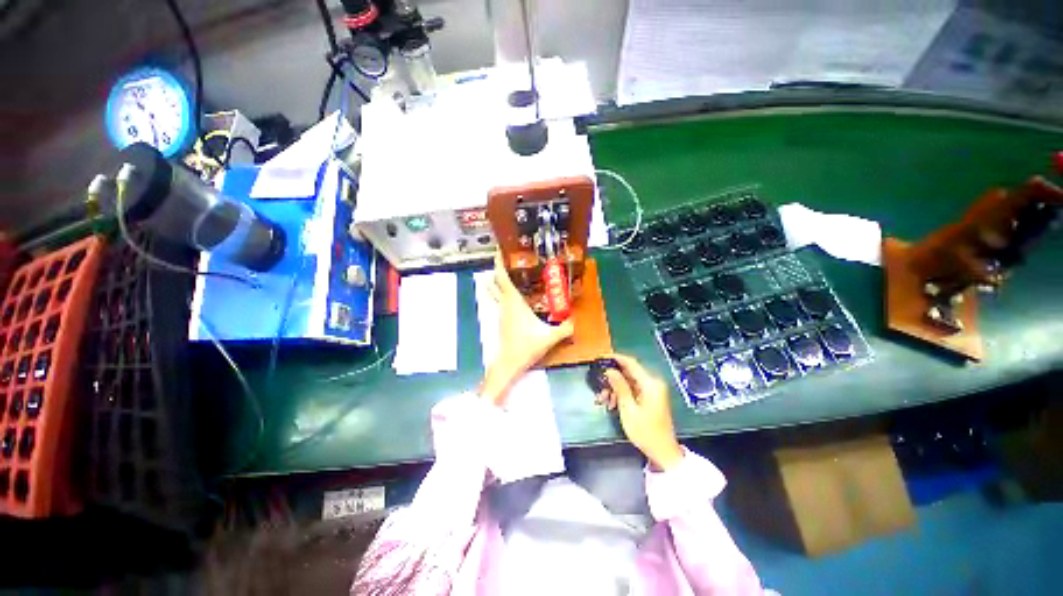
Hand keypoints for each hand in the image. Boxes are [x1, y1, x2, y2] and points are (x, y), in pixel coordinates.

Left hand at [480, 252, 573, 405]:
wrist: (509, 364)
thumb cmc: (526, 347)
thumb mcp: (549, 337)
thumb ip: (565, 328)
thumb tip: (575, 320)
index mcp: (514, 302)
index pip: (502, 277)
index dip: (499, 262)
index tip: (499, 249)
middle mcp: (505, 304)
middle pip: (495, 281)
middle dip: (499, 267)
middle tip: (510, 257)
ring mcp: (501, 311)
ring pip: (496, 290)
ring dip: (500, 279)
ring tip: (513, 270)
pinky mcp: (502, 319)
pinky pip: (501, 299)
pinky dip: (504, 291)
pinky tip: (516, 293)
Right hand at [596, 354, 684, 470]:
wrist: (663, 452)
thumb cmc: (646, 432)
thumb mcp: (628, 409)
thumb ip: (620, 387)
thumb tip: (609, 370)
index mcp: (650, 384)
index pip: (631, 363)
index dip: (615, 358)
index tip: (601, 358)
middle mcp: (653, 383)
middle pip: (629, 372)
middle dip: (612, 377)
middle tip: (599, 385)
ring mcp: (652, 390)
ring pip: (628, 381)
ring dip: (615, 388)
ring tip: (604, 399)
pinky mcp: (649, 397)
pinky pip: (632, 389)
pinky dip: (621, 394)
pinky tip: (612, 403)